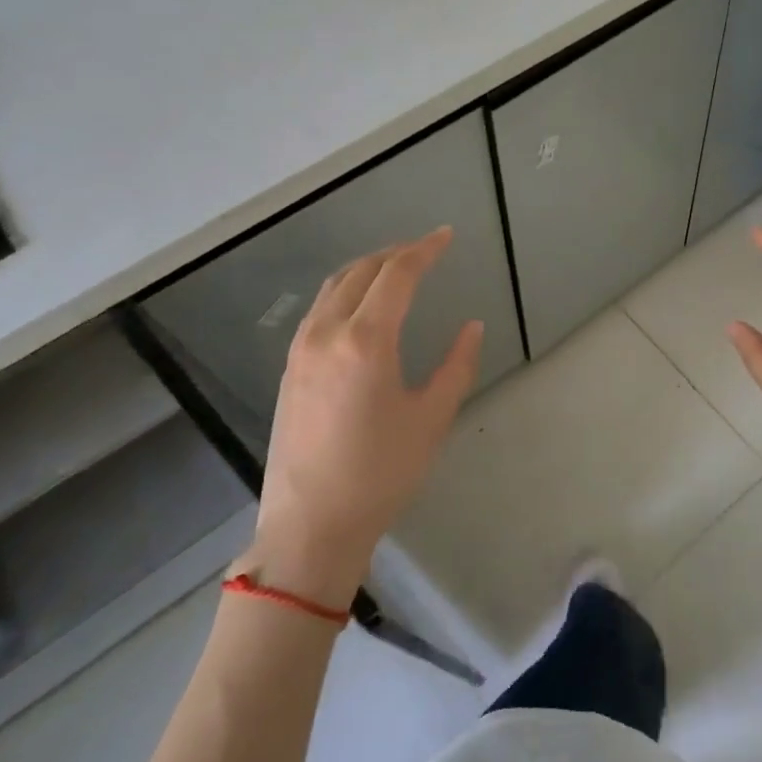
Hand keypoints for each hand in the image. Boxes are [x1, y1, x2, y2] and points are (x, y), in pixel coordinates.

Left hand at [247, 228, 482, 603]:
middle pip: (360, 272)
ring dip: (366, 269)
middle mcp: (327, 333)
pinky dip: (344, 292)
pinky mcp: (290, 370)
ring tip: (395, 270)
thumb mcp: (432, 418)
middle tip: (425, 250)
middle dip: (395, 253)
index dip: (424, 250)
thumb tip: (471, 327)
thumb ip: (456, 365)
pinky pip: (318, 311)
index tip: (447, 236)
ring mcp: (301, 350)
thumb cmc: (381, 473)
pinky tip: (360, 307)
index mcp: (366, 340)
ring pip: (332, 288)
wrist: (311, 525)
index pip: (397, 275)